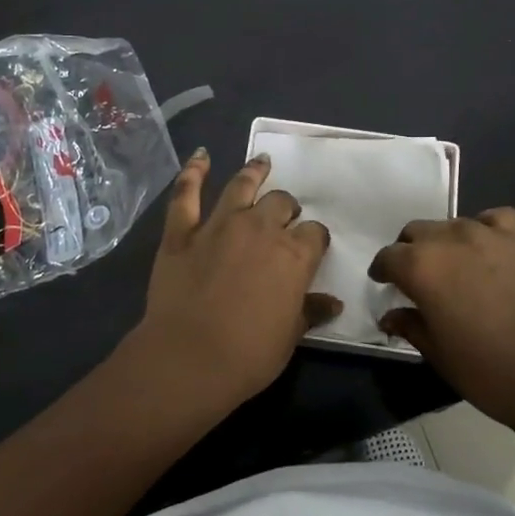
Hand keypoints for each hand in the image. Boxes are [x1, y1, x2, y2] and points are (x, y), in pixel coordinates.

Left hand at [131, 149, 341, 411]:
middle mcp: (260, 228)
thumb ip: (310, 311)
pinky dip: (193, 172)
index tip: (312, 248)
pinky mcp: (181, 232)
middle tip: (284, 216)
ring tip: (262, 163)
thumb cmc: (249, 354)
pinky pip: (186, 194)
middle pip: (280, 203)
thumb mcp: (290, 336)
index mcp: (293, 254)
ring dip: (254, 172)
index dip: (314, 239)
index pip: (314, 233)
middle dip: (286, 208)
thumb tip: (332, 302)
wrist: (189, 359)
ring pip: (241, 187)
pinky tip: (200, 156)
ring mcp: (218, 225)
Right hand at [369, 208, 514, 428]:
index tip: (384, 283)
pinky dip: (484, 228)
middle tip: (417, 278)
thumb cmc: (486, 370)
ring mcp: (487, 234)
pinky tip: (486, 248)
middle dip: (410, 251)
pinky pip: (493, 219)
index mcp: (420, 267)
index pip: (388, 257)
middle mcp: (449, 239)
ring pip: (451, 224)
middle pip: (416, 232)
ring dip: (443, 242)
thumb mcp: (436, 353)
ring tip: (453, 266)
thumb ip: (409, 325)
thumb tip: (391, 315)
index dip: (383, 271)